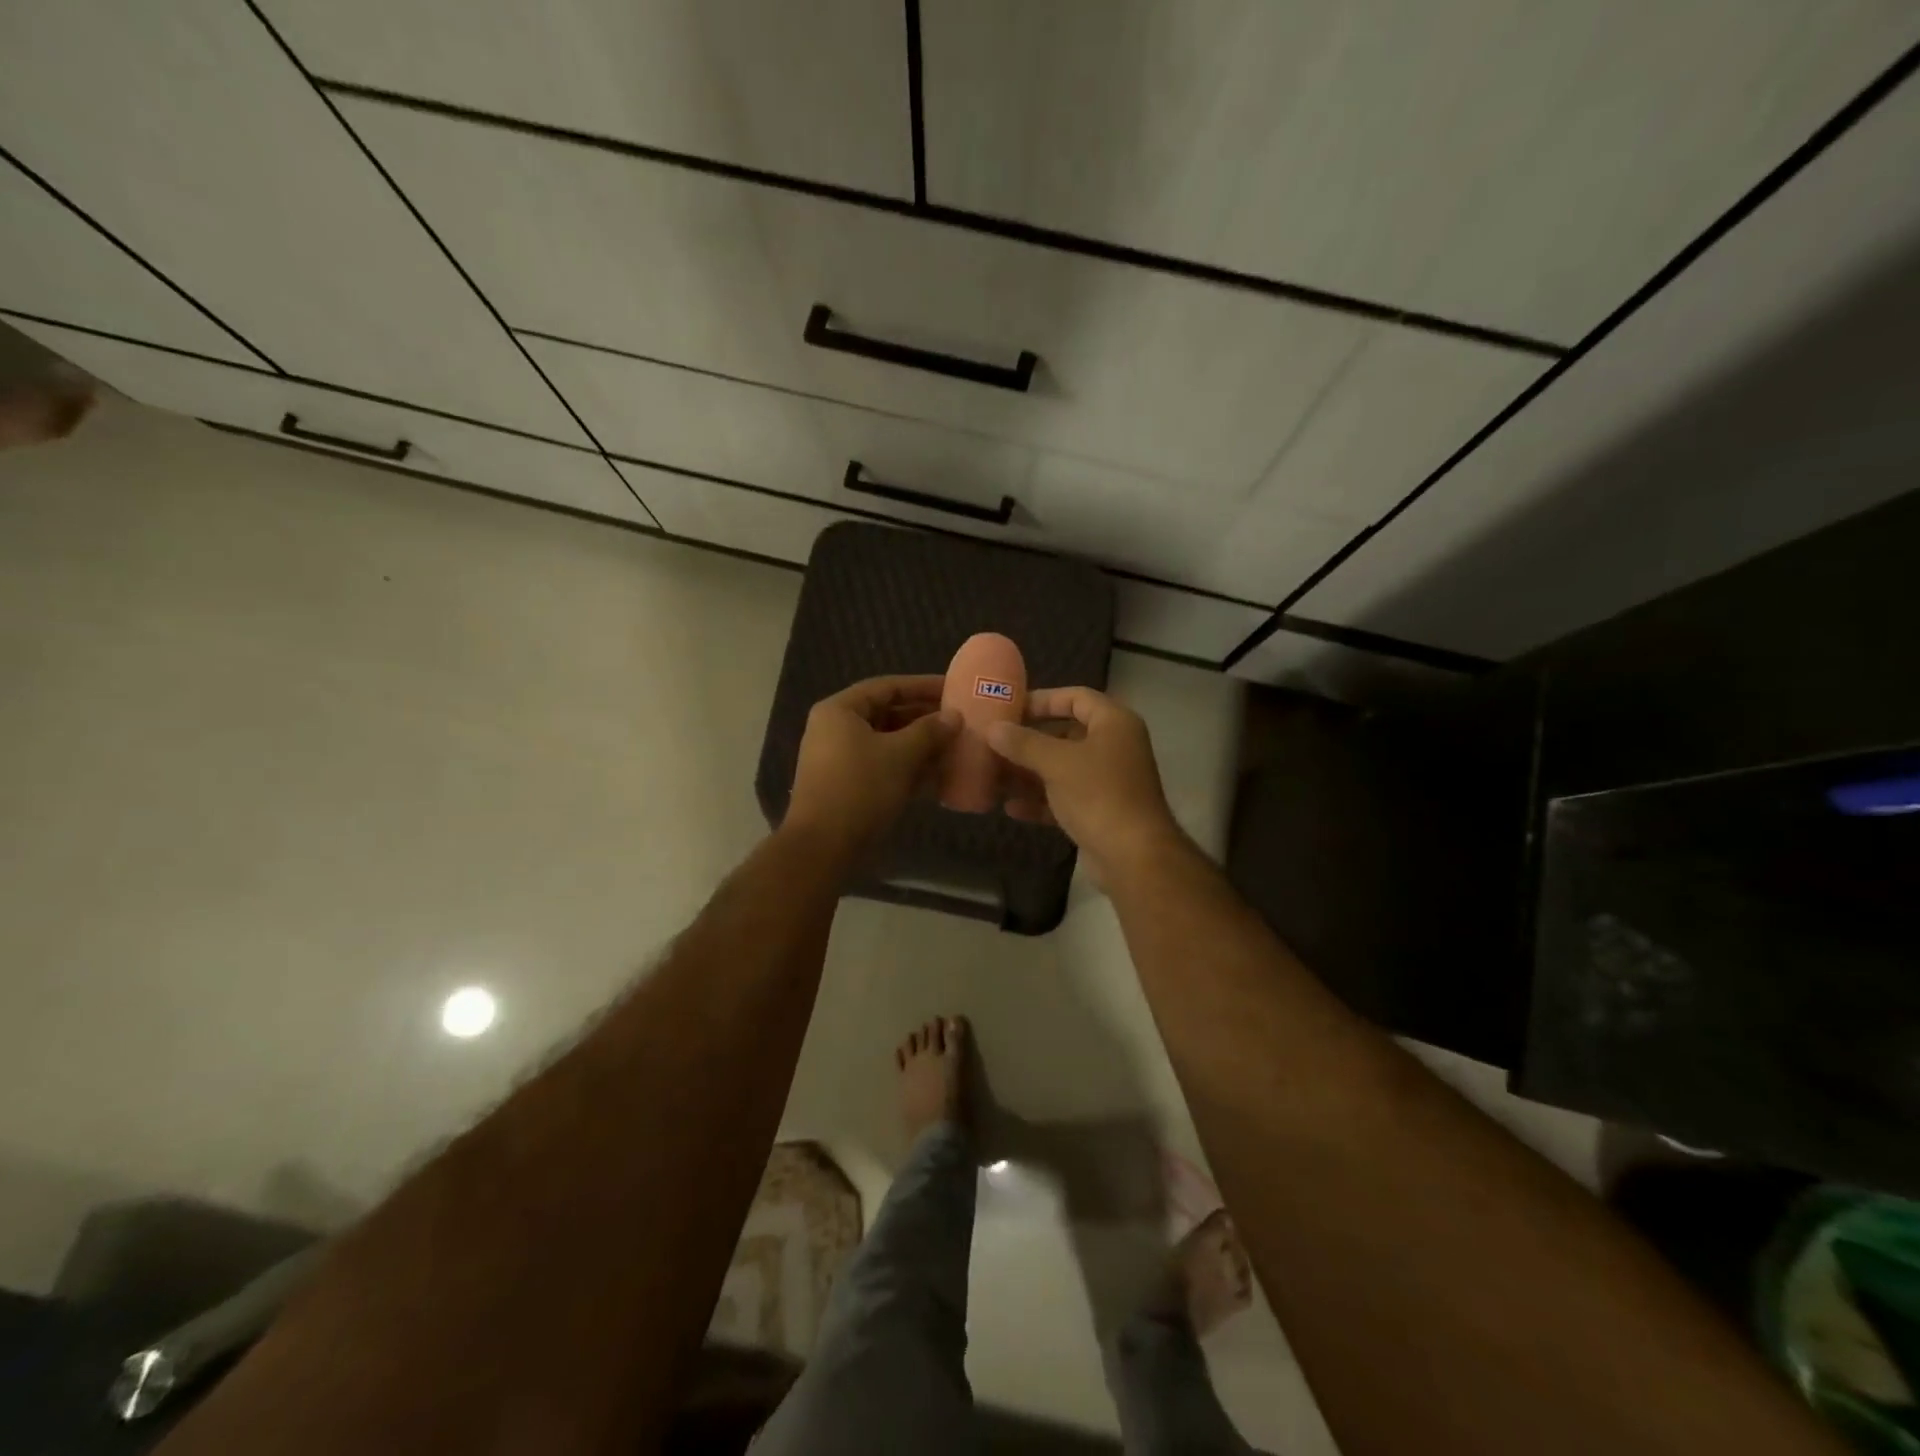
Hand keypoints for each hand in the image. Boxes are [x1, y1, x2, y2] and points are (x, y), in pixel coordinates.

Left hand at [785, 675, 958, 858]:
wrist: (823, 847)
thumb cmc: (861, 789)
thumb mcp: (901, 755)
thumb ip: (930, 731)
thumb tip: (954, 716)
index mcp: (840, 711)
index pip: (887, 687)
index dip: (922, 686)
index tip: (953, 689)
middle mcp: (835, 729)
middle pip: (886, 713)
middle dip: (924, 718)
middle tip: (959, 720)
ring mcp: (840, 759)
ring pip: (887, 742)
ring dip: (920, 744)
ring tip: (955, 745)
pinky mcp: (848, 785)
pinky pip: (883, 765)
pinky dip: (908, 766)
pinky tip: (938, 773)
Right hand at [987, 687, 1185, 875]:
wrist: (1134, 857)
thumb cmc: (1098, 795)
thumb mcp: (1056, 763)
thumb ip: (1023, 743)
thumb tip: (992, 729)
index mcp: (1114, 723)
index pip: (1076, 697)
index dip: (1042, 699)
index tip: (1009, 708)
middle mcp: (1114, 747)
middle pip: (1066, 733)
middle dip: (1029, 740)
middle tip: (995, 743)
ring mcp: (1108, 781)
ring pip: (1062, 768)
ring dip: (1029, 772)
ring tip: (994, 775)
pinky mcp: (1099, 811)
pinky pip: (1064, 797)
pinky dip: (1040, 801)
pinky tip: (1010, 808)